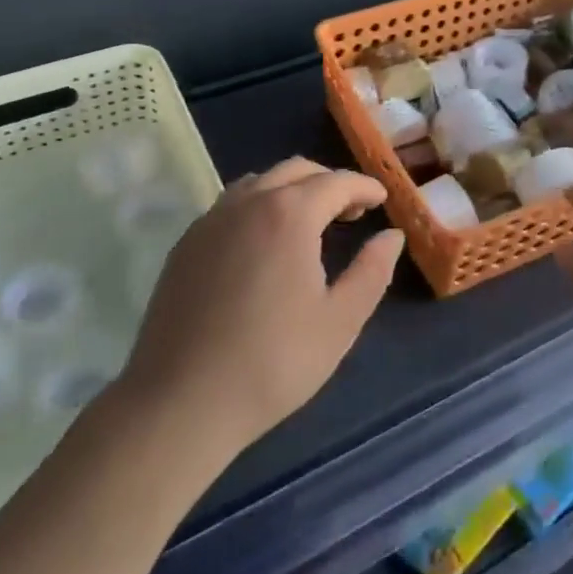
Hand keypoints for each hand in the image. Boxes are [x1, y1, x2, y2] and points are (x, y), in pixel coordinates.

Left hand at [108, 159, 402, 465]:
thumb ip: (372, 271)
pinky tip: (263, 243)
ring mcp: (211, 220)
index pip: (336, 181)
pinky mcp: (186, 244)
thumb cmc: (273, 362)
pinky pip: (231, 205)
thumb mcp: (340, 321)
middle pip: (296, 170)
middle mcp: (248, 202)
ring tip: (308, 223)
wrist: (180, 403)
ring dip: (292, 189)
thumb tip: (392, 236)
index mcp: (289, 214)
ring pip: (260, 182)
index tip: (382, 200)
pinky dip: (258, 206)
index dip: (364, 187)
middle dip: (329, 183)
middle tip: (350, 213)